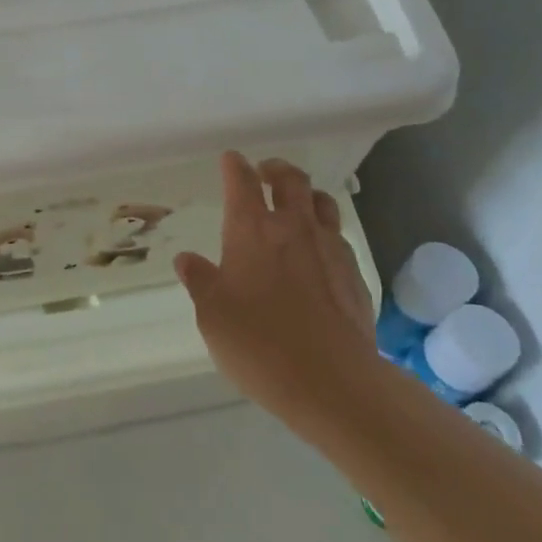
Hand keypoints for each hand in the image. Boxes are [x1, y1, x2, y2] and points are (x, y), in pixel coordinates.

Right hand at [173, 152, 376, 438]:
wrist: (333, 381)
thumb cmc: (259, 344)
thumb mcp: (212, 316)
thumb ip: (200, 281)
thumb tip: (187, 259)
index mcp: (251, 230)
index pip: (242, 182)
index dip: (234, 166)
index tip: (230, 159)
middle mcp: (293, 227)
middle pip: (291, 179)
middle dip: (276, 169)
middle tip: (265, 172)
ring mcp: (329, 247)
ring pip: (322, 202)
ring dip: (306, 196)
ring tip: (297, 205)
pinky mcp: (354, 273)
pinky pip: (338, 237)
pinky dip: (324, 233)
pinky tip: (317, 254)